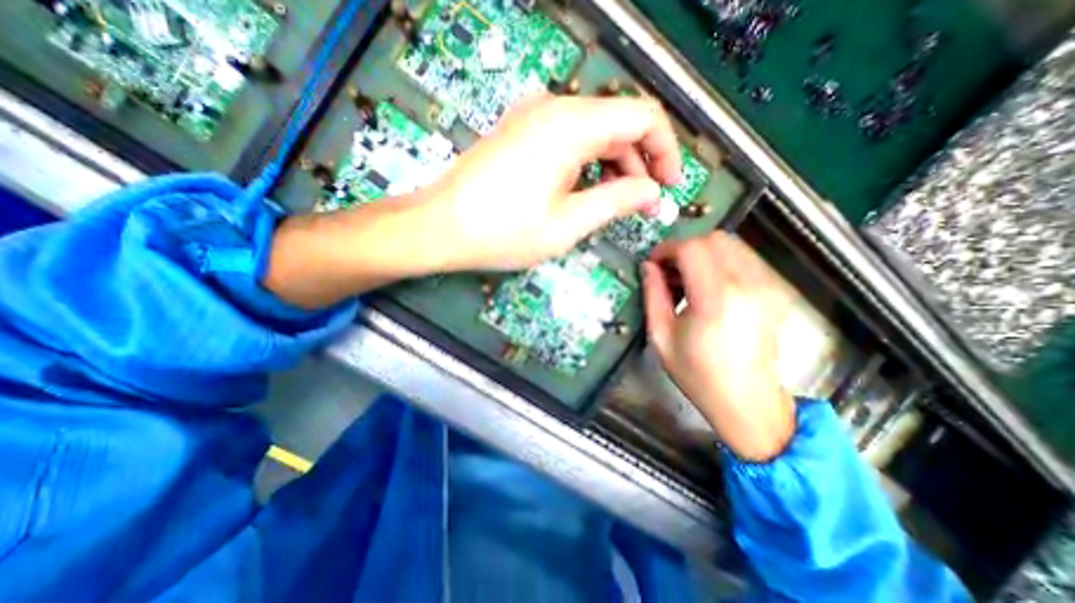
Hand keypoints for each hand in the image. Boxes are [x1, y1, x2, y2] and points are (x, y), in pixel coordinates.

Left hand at [416, 91, 679, 271]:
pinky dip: (588, 162)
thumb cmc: (502, 231)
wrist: (439, 226)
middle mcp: (554, 108)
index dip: (665, 150)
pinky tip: (585, 190)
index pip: (642, 117)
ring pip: (594, 131)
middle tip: (644, 203)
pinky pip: (569, 138)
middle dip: (640, 162)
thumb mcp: (567, 224)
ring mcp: (533, 117)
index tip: (669, 185)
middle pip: (618, 122)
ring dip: (614, 164)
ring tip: (617, 202)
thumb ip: (616, 202)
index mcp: (571, 125)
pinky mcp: (521, 132)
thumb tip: (652, 192)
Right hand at [635, 232, 797, 462]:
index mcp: (716, 299)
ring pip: (731, 245)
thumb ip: (653, 295)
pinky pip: (743, 259)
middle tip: (669, 271)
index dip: (666, 249)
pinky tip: (707, 286)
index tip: (653, 263)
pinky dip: (720, 262)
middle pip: (714, 239)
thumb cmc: (697, 373)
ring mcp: (766, 287)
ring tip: (686, 279)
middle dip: (684, 248)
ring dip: (702, 253)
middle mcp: (747, 285)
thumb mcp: (662, 337)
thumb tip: (648, 267)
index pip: (691, 249)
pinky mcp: (773, 291)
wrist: (747, 400)